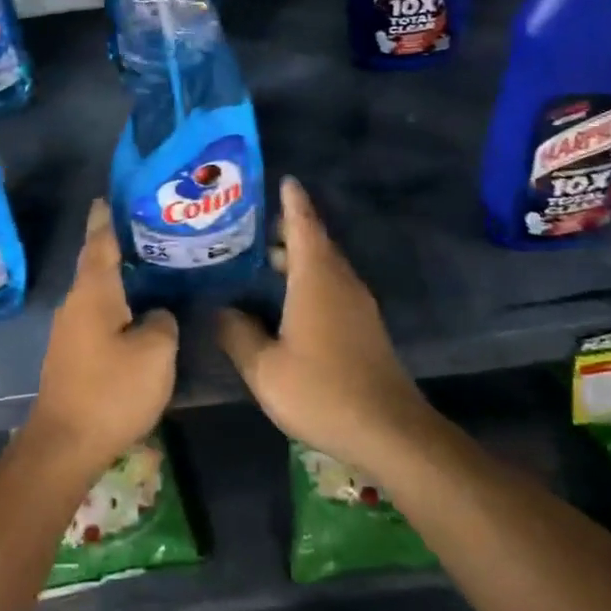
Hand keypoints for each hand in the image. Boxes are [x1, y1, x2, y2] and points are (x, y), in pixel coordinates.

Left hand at [26, 199, 178, 480]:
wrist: (65, 445)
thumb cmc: (111, 391)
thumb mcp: (155, 353)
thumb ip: (162, 322)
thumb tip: (156, 315)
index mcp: (93, 293)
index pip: (100, 243)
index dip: (106, 218)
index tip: (109, 196)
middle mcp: (76, 304)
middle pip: (96, 265)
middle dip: (117, 245)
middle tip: (148, 230)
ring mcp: (69, 331)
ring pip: (97, 292)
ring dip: (118, 277)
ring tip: (149, 266)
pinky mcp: (71, 355)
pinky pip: (97, 315)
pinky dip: (116, 304)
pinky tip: (137, 311)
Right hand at [218, 176, 428, 473]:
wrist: (390, 431)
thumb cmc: (323, 391)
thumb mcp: (265, 368)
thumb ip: (238, 334)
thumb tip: (220, 309)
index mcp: (316, 277)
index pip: (303, 224)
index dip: (292, 200)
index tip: (283, 179)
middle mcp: (340, 281)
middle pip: (314, 240)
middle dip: (287, 227)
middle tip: (250, 225)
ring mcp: (357, 304)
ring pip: (324, 264)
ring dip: (297, 255)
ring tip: (262, 258)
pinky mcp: (364, 326)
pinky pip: (332, 284)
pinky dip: (308, 277)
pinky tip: (287, 299)